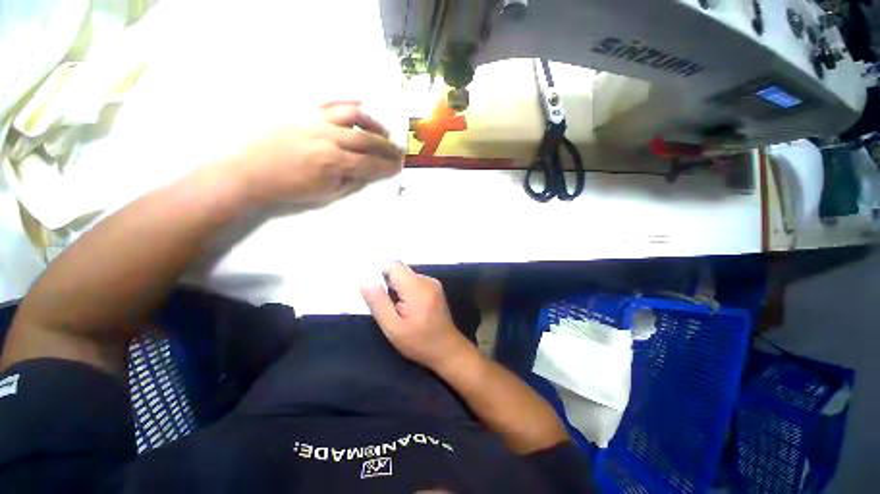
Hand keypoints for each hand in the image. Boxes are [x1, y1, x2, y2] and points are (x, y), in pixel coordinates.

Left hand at [229, 101, 402, 205]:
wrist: (252, 174)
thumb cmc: (291, 190)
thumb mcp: (327, 195)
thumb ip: (353, 183)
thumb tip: (372, 173)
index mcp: (334, 163)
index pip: (370, 163)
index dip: (388, 166)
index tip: (399, 166)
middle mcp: (328, 138)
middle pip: (367, 138)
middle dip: (387, 146)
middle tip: (399, 150)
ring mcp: (316, 122)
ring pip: (353, 115)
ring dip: (373, 123)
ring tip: (383, 131)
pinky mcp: (304, 113)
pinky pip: (331, 102)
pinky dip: (348, 102)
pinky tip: (360, 105)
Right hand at [361, 263, 472, 370]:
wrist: (448, 349)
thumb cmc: (420, 342)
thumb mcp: (393, 328)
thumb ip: (378, 302)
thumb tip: (364, 280)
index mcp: (417, 288)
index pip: (393, 265)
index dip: (377, 268)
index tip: (365, 280)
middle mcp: (427, 280)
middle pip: (399, 270)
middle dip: (385, 280)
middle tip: (377, 299)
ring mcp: (432, 282)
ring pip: (405, 275)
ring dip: (394, 286)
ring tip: (390, 305)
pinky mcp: (434, 287)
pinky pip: (413, 280)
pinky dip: (404, 289)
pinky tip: (402, 305)